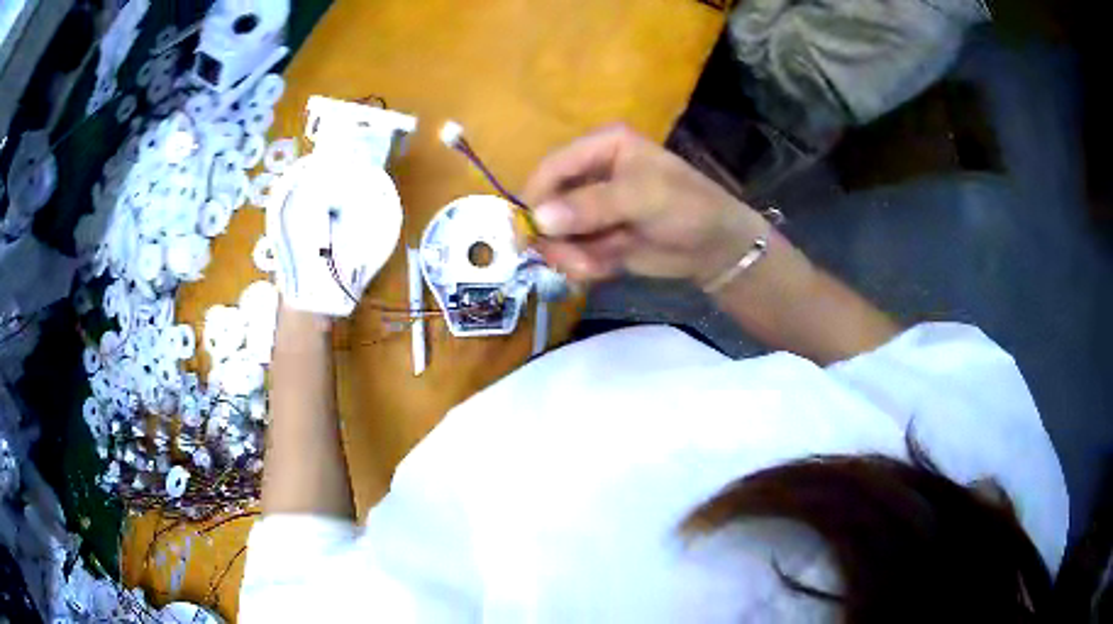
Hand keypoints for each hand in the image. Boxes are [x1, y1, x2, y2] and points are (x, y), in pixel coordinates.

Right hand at [523, 125, 768, 284]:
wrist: (716, 249)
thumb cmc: (687, 206)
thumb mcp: (643, 197)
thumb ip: (592, 206)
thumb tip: (539, 219)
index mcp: (602, 147)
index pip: (553, 166)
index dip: (536, 195)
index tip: (529, 229)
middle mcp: (590, 174)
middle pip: (547, 203)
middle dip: (555, 235)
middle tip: (568, 258)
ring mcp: (591, 209)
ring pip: (556, 234)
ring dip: (569, 255)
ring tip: (593, 266)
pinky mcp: (596, 238)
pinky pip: (572, 254)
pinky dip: (583, 266)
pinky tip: (606, 268)